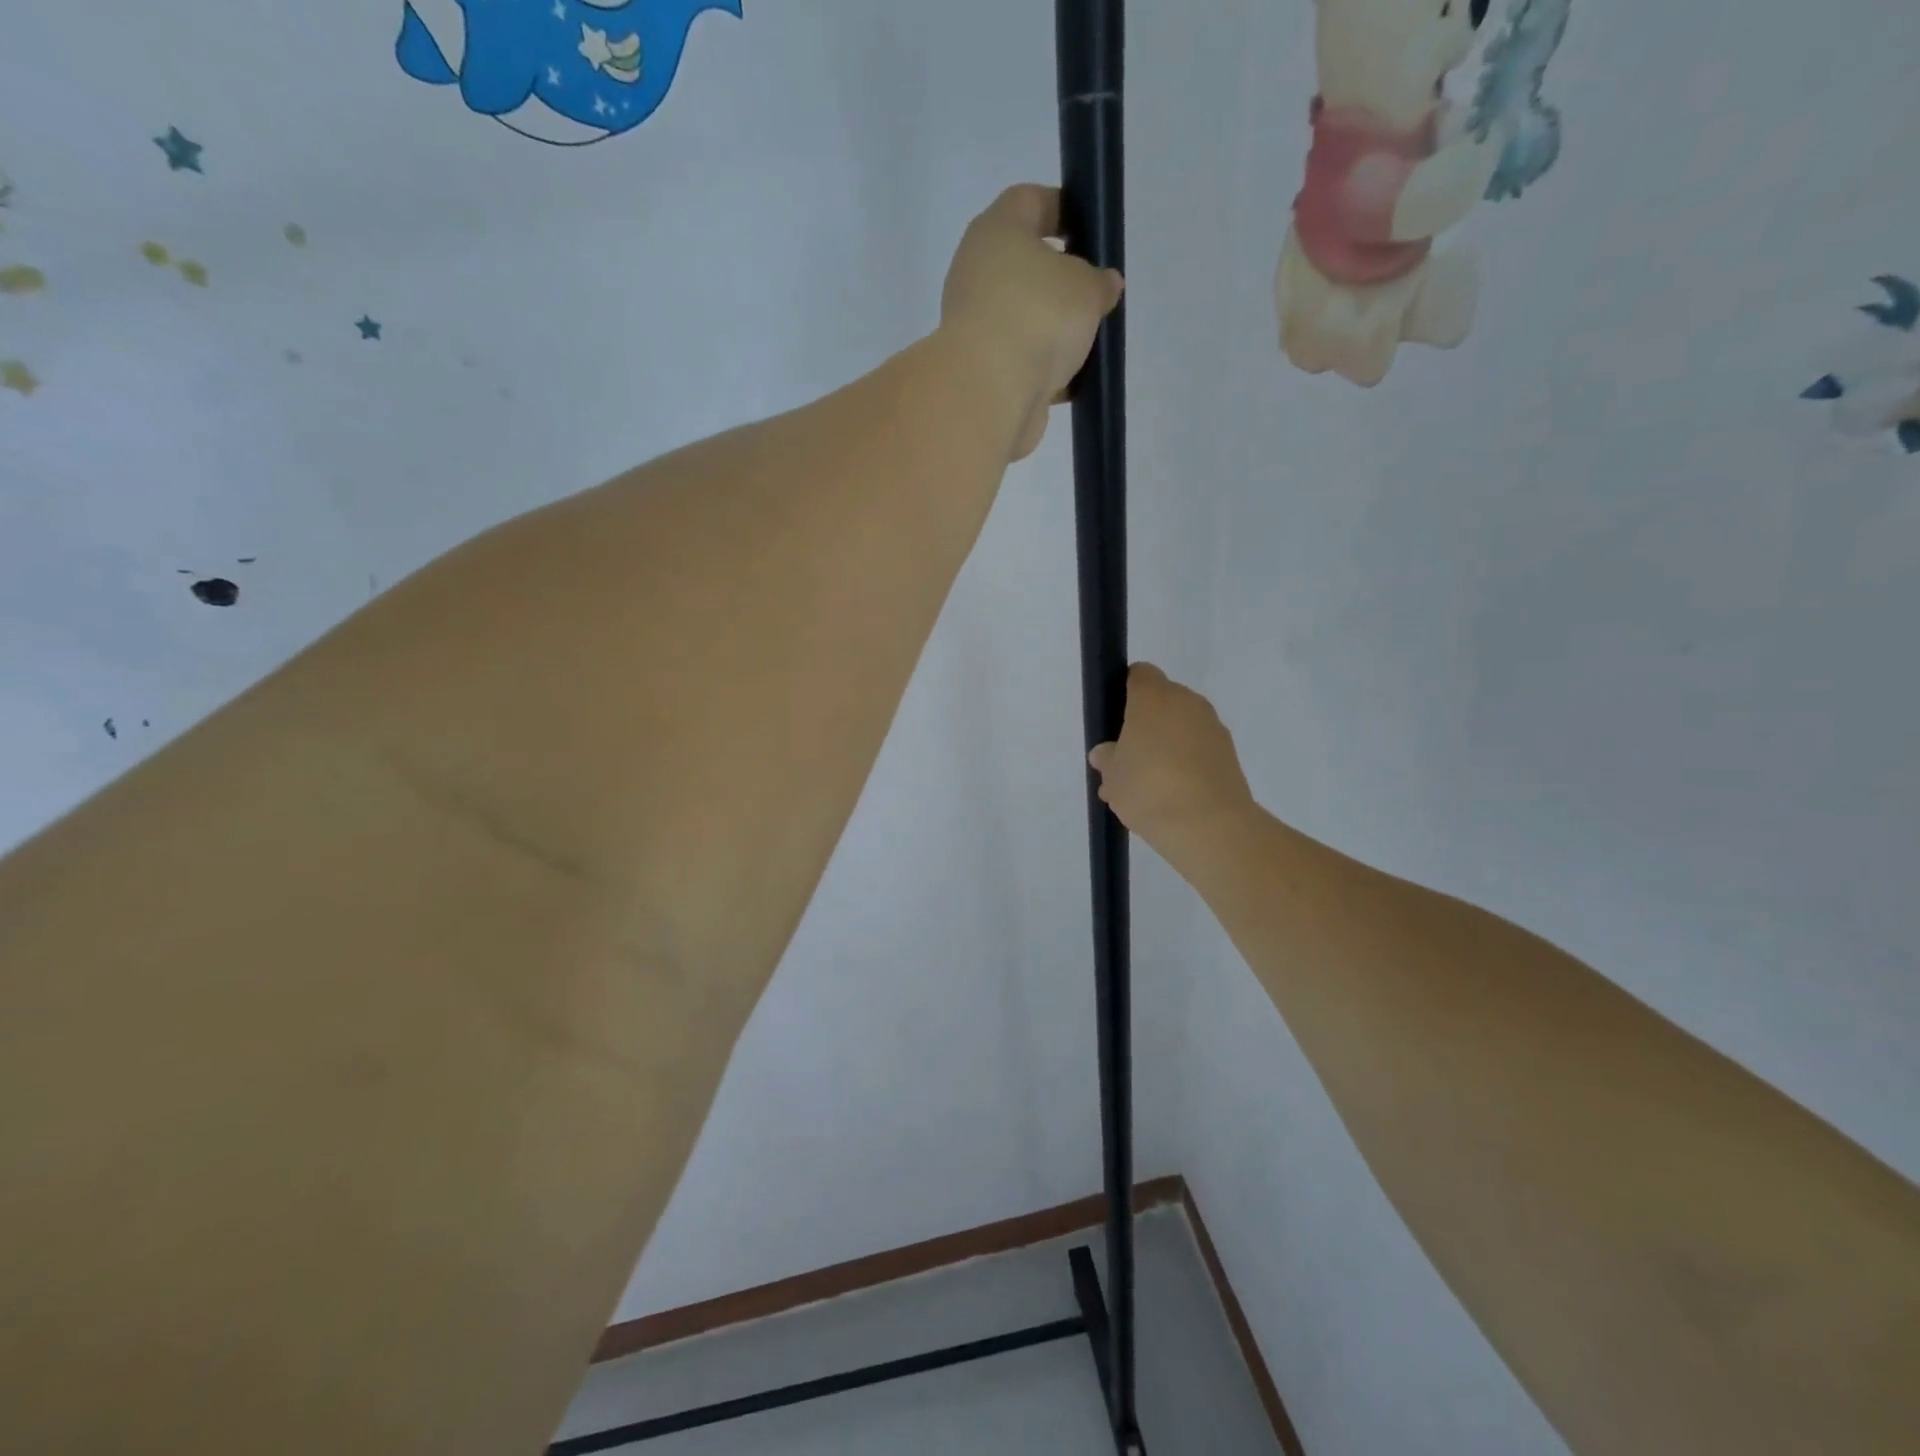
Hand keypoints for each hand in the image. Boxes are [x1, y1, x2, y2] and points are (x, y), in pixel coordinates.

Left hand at [938, 185, 1124, 460]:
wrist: (989, 392)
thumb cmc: (1038, 316)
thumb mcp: (1087, 288)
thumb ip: (1099, 282)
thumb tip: (1103, 284)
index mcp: (996, 231)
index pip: (1028, 201)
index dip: (1060, 208)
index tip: (1088, 229)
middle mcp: (976, 272)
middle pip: (1023, 265)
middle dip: (1059, 279)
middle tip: (1092, 293)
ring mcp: (974, 324)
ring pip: (1021, 317)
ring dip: (1050, 329)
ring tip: (1086, 342)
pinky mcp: (979, 368)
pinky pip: (1017, 359)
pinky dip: (1040, 368)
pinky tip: (1068, 379)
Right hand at [1088, 664, 1255, 852]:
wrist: (1208, 824)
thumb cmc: (1148, 787)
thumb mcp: (1113, 775)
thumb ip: (1108, 758)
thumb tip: (1107, 753)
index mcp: (1154, 697)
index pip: (1139, 675)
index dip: (1125, 691)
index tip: (1115, 720)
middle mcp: (1188, 702)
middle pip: (1162, 702)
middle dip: (1145, 726)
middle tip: (1128, 760)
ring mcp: (1213, 728)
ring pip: (1182, 728)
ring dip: (1166, 747)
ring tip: (1147, 788)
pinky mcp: (1230, 755)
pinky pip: (1199, 750)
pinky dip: (1186, 764)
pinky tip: (1171, 796)